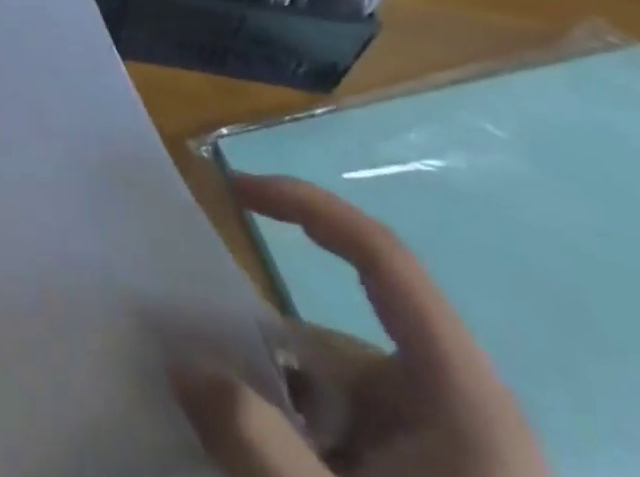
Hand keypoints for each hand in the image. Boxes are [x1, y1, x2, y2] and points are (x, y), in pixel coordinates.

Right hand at [172, 174, 548, 476]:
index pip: (380, 258)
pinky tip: (248, 462)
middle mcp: (448, 405)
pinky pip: (333, 433)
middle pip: (331, 338)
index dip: (308, 206)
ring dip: (267, 406)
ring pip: (324, 392)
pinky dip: (287, 438)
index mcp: (459, 393)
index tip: (233, 190)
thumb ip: (255, 444)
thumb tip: (180, 362)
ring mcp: (434, 450)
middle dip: (258, 352)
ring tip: (213, 432)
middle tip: (189, 363)